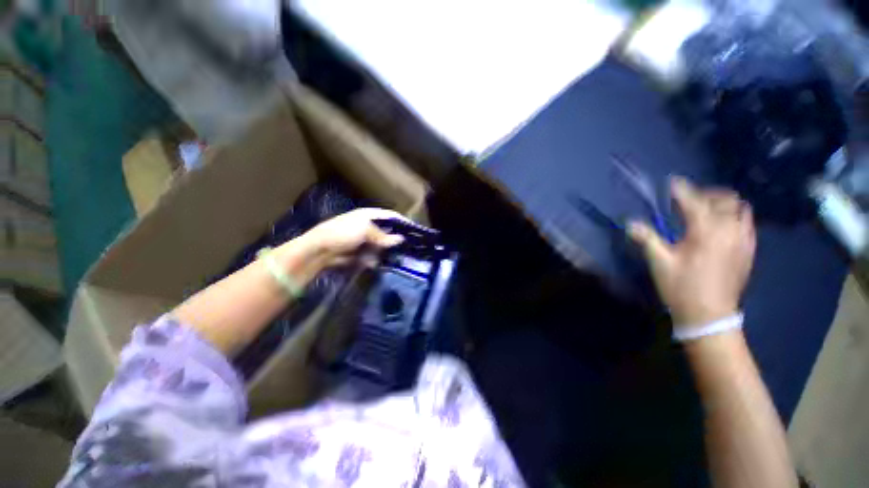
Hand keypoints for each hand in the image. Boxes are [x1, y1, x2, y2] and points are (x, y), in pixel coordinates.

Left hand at [295, 208, 406, 267]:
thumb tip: (400, 239)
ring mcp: (364, 240)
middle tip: (411, 246)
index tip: (415, 230)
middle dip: (397, 239)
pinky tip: (381, 262)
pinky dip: (378, 259)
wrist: (319, 250)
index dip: (403, 222)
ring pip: (382, 245)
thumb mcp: (365, 230)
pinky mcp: (360, 253)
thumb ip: (383, 235)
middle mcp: (368, 226)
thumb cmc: (342, 232)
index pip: (391, 216)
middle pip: (388, 231)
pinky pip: (374, 255)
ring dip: (388, 251)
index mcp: (369, 216)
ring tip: (399, 257)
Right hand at [629, 177, 755, 328]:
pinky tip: (722, 225)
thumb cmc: (681, 287)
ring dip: (724, 203)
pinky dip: (735, 216)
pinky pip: (748, 223)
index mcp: (706, 231)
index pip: (693, 201)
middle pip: (724, 199)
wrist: (710, 315)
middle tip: (688, 200)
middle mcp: (729, 229)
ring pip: (741, 208)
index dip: (681, 190)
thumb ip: (647, 238)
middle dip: (705, 194)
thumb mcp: (659, 263)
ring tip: (707, 209)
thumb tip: (631, 222)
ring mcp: (743, 239)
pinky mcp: (749, 250)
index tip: (671, 182)